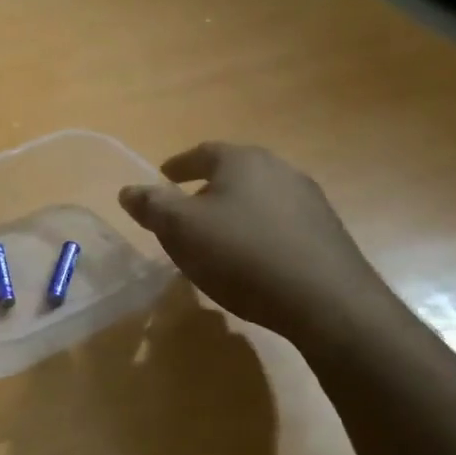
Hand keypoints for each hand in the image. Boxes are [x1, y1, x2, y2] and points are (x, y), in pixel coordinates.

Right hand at [118, 142, 390, 345]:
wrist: (327, 302)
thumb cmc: (242, 255)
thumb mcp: (181, 229)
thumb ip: (152, 206)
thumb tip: (128, 190)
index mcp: (242, 160)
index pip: (202, 153)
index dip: (178, 166)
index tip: (163, 177)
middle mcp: (279, 169)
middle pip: (233, 173)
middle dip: (206, 188)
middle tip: (185, 209)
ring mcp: (309, 200)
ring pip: (258, 198)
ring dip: (234, 211)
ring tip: (216, 237)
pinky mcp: (326, 232)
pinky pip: (279, 223)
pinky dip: (257, 232)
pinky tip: (250, 259)